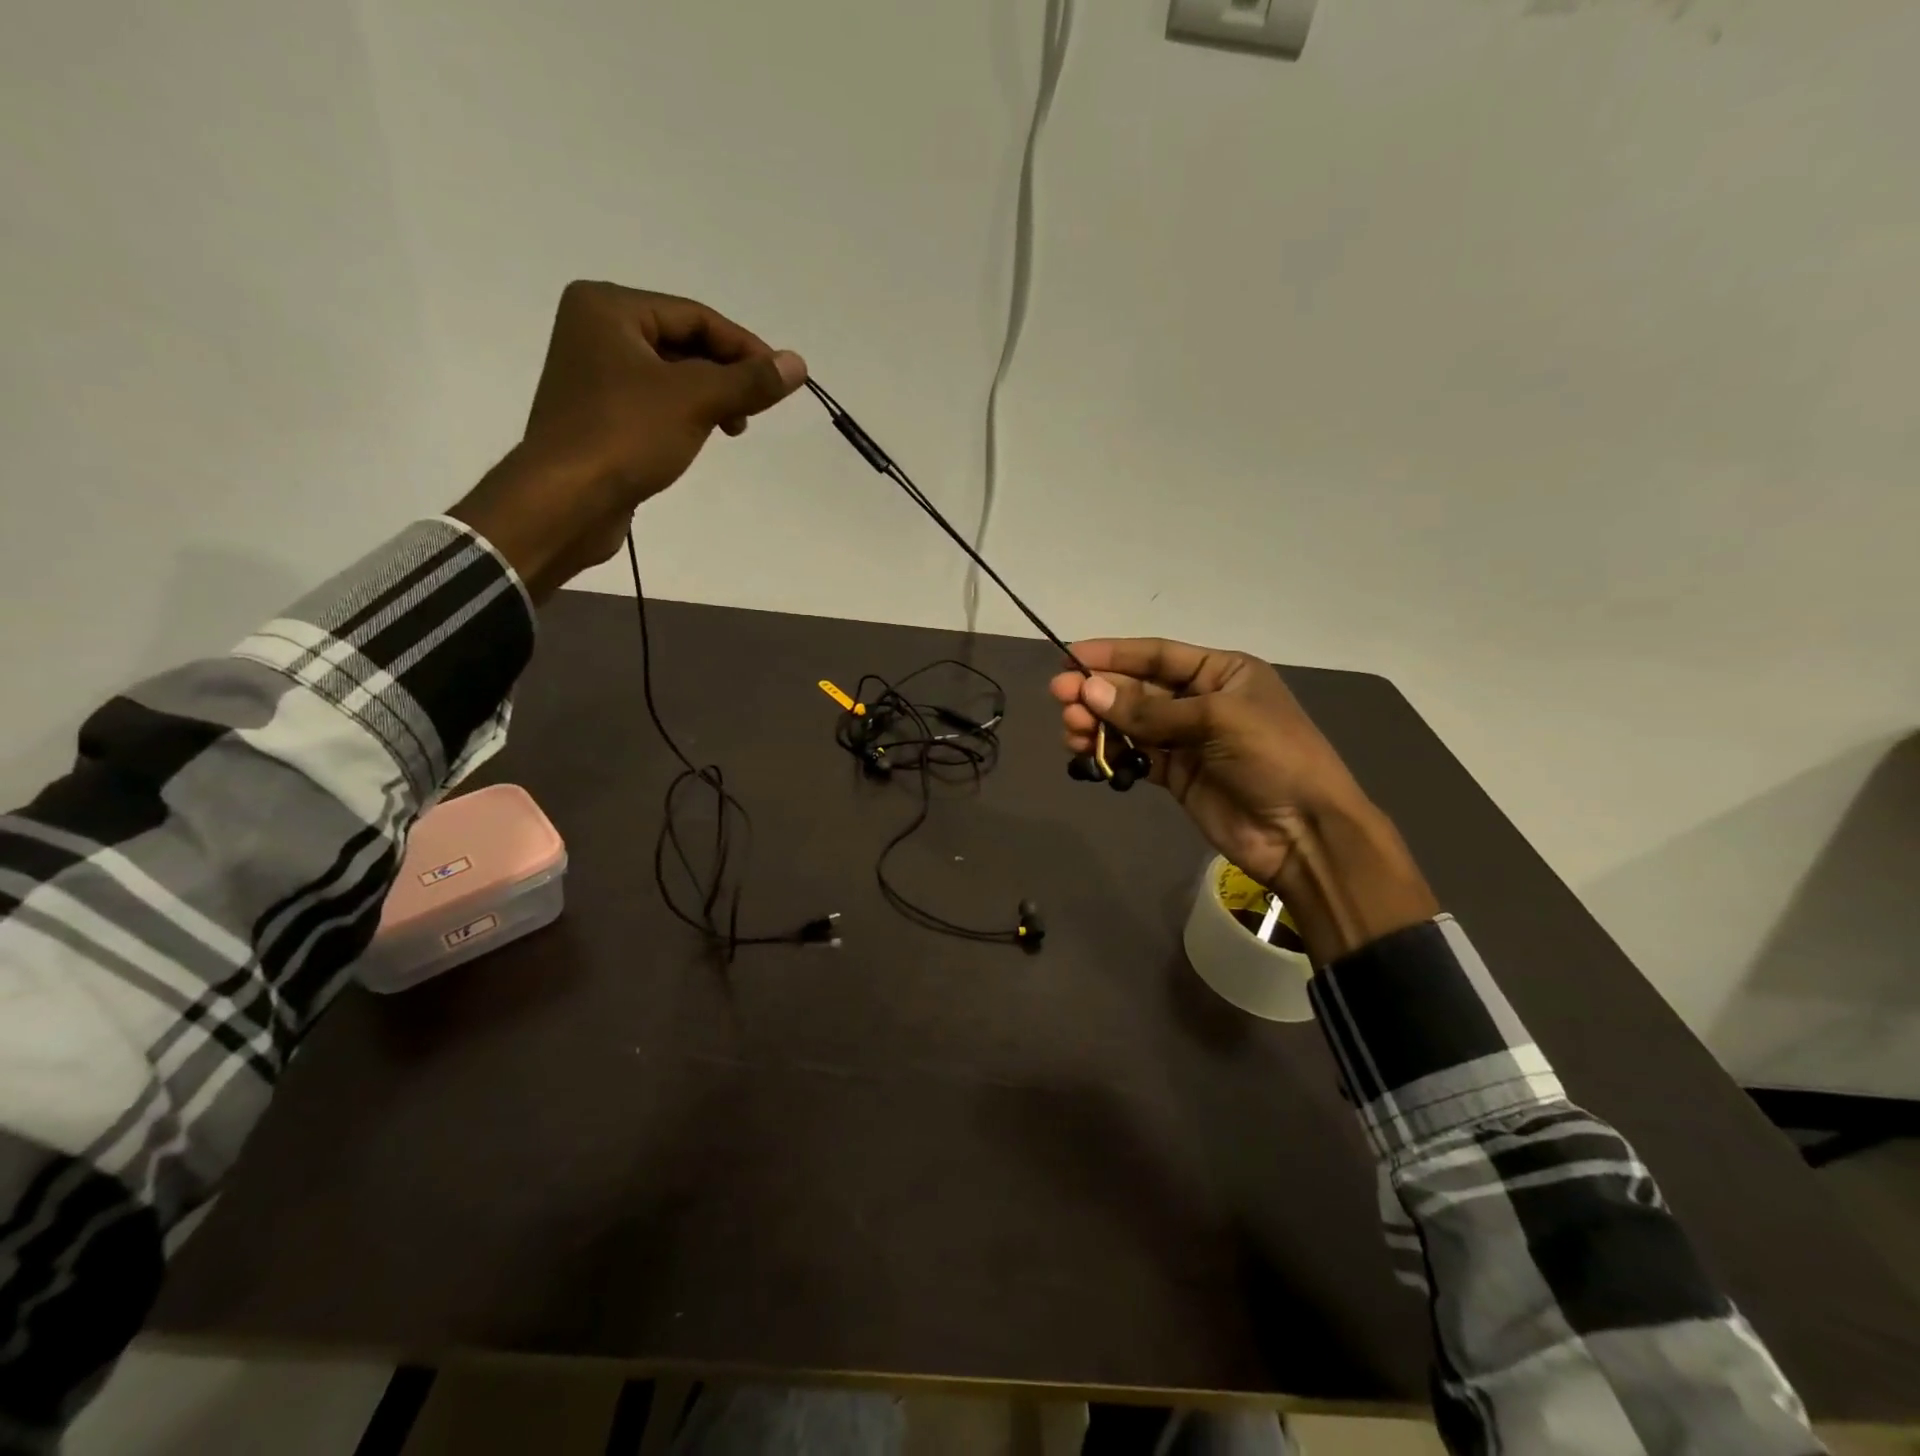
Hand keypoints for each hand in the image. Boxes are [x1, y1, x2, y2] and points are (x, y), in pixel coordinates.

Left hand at [449, 281, 807, 599]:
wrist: (567, 501)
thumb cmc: (626, 436)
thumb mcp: (696, 401)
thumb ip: (750, 381)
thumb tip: (798, 364)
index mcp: (609, 307)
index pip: (696, 316)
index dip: (745, 347)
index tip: (782, 381)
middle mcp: (595, 330)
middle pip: (683, 343)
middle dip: (727, 375)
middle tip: (756, 410)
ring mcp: (594, 374)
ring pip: (671, 375)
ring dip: (710, 398)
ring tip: (733, 429)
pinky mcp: (599, 414)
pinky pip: (655, 402)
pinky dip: (685, 415)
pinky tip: (701, 437)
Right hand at [1050, 639, 1437, 963]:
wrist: (1303, 833)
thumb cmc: (1272, 757)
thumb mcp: (1216, 720)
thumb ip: (1149, 710)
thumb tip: (1088, 693)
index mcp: (1222, 672)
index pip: (1157, 655)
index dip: (1113, 655)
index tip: (1070, 658)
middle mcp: (1201, 700)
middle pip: (1138, 689)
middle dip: (1099, 692)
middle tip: (1060, 698)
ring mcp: (1187, 740)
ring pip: (1131, 723)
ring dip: (1099, 723)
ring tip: (1070, 730)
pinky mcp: (1176, 775)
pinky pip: (1135, 755)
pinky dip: (1110, 753)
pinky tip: (1087, 753)